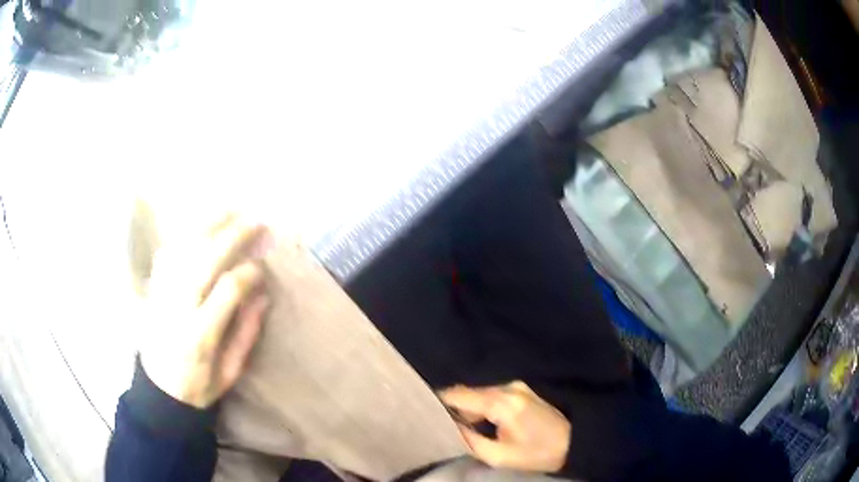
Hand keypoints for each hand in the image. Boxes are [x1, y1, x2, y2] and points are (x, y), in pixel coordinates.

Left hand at [140, 214, 272, 408]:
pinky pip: (166, 254)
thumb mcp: (229, 374)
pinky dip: (183, 236)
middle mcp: (177, 309)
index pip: (226, 291)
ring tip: (230, 210)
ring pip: (183, 250)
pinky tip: (199, 227)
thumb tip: (262, 297)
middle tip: (255, 221)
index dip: (248, 274)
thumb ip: (245, 335)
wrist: (158, 392)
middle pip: (203, 261)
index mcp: (200, 336)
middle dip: (232, 237)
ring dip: (207, 226)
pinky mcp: (152, 290)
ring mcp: (161, 295)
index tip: (262, 267)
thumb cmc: (198, 387)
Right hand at [439, 381, 570, 472]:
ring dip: (468, 408)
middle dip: (453, 407)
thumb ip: (470, 440)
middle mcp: (507, 387)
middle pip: (468, 392)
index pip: (459, 395)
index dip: (439, 401)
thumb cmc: (536, 453)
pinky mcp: (522, 390)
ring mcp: (516, 386)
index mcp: (501, 402)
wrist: (572, 442)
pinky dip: (481, 406)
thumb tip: (450, 428)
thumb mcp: (499, 456)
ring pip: (480, 393)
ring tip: (458, 425)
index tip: (424, 410)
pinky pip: (492, 395)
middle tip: (440, 423)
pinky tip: (480, 421)